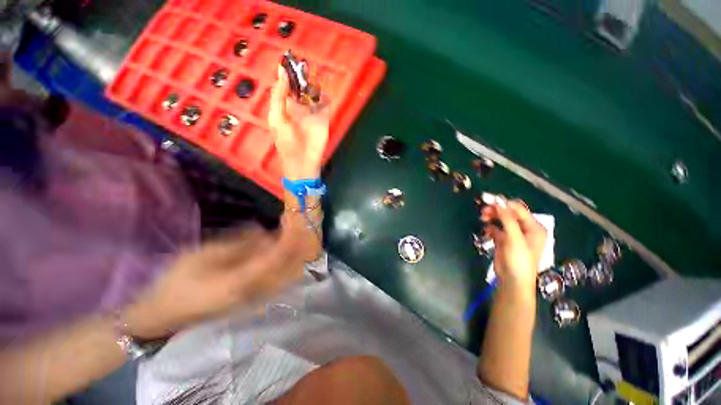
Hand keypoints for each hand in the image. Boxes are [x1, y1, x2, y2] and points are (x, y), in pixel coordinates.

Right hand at [122, 225, 305, 338]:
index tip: (291, 216)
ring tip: (289, 227)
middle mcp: (258, 292)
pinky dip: (290, 257)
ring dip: (296, 247)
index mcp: (241, 282)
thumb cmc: (179, 283)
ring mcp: (261, 297)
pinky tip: (282, 243)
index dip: (289, 236)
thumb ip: (239, 244)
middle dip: (298, 239)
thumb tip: (266, 233)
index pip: (277, 257)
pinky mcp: (261, 297)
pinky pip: (285, 275)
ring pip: (293, 270)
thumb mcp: (203, 255)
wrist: (168, 316)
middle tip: (293, 218)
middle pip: (293, 264)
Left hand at [268, 65, 329, 179]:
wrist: (303, 161)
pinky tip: (325, 91)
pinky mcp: (323, 119)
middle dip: (303, 77)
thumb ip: (279, 96)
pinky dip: (326, 97)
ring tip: (314, 76)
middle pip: (302, 88)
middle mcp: (299, 108)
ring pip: (314, 94)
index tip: (290, 60)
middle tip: (305, 65)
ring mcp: (312, 113)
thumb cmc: (286, 142)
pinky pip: (325, 105)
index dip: (288, 75)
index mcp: (285, 107)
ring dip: (315, 85)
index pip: (286, 87)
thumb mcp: (277, 118)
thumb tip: (282, 72)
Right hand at [482, 200, 546, 291]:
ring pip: (501, 220)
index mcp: (533, 227)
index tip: (488, 200)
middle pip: (509, 213)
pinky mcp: (504, 240)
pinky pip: (496, 228)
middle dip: (496, 210)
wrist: (512, 280)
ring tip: (482, 218)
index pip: (517, 209)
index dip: (503, 204)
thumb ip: (507, 219)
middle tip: (483, 211)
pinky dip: (490, 227)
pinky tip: (486, 230)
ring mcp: (514, 234)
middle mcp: (524, 229)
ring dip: (491, 217)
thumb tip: (499, 202)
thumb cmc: (519, 259)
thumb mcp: (515, 238)